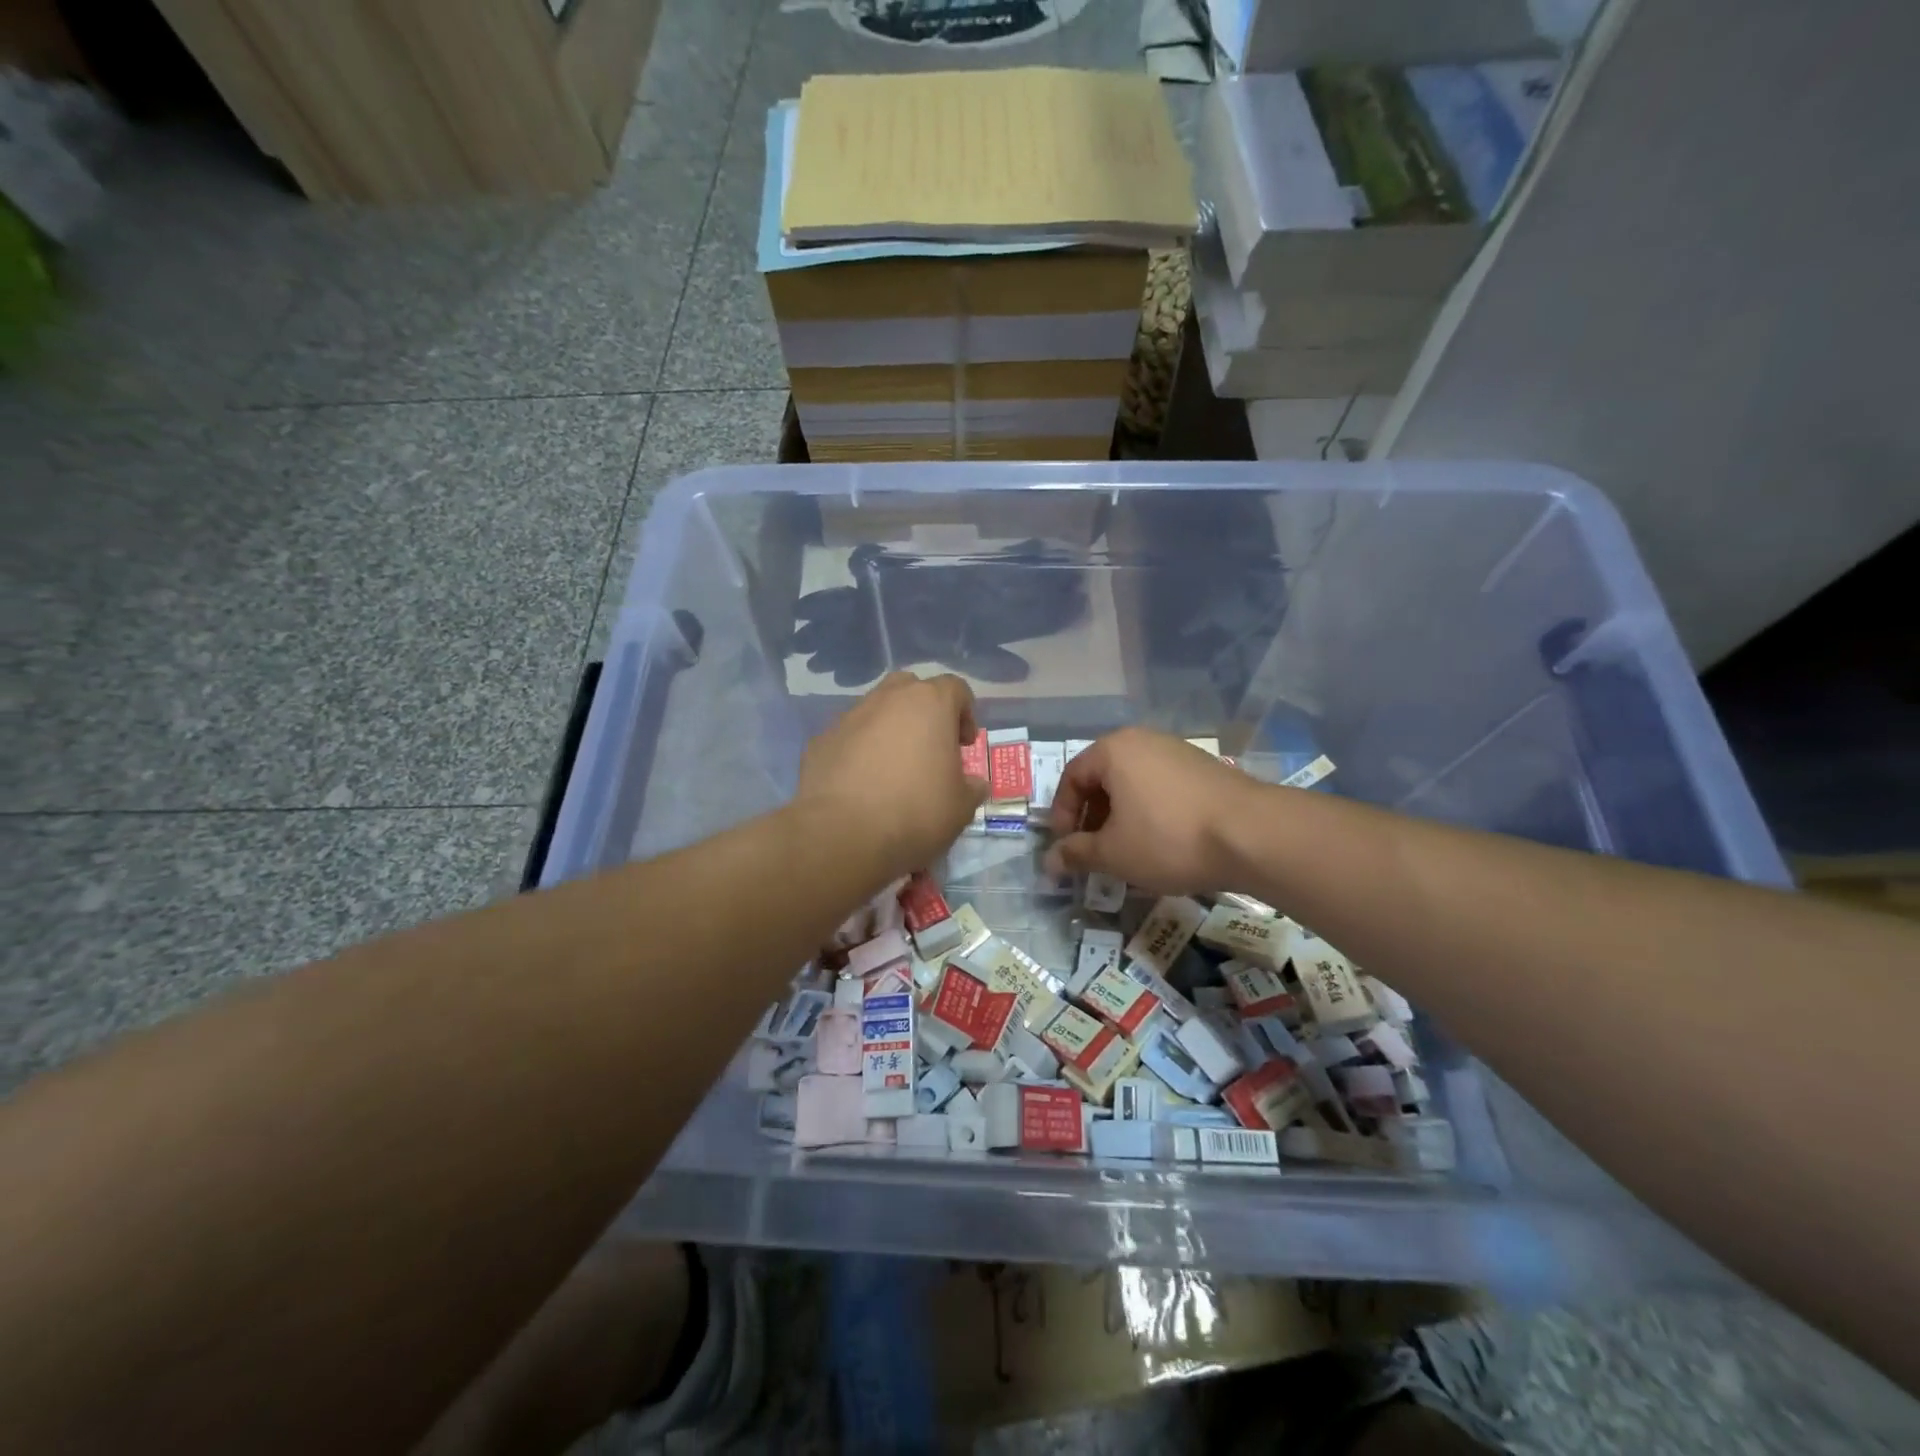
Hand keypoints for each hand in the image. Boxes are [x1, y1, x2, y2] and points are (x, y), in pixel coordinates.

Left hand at [794, 672, 989, 878]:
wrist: (842, 834)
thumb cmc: (915, 813)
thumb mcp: (961, 808)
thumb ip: (971, 787)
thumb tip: (973, 783)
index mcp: (929, 704)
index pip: (955, 688)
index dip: (965, 714)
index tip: (965, 745)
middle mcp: (888, 699)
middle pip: (911, 688)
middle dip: (924, 711)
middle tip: (930, 746)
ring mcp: (850, 717)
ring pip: (876, 710)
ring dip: (889, 730)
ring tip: (894, 768)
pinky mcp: (821, 740)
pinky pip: (849, 737)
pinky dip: (859, 751)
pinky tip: (862, 784)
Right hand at [1045, 728, 1257, 893]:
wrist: (1253, 835)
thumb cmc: (1168, 838)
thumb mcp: (1113, 853)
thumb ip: (1076, 854)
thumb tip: (1048, 862)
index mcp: (1113, 750)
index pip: (1071, 777)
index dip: (1062, 815)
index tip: (1067, 847)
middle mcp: (1143, 740)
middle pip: (1102, 778)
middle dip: (1092, 817)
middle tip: (1093, 851)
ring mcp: (1177, 751)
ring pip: (1133, 783)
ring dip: (1121, 817)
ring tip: (1126, 851)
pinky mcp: (1204, 768)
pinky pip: (1161, 787)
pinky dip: (1149, 812)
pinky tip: (1161, 843)